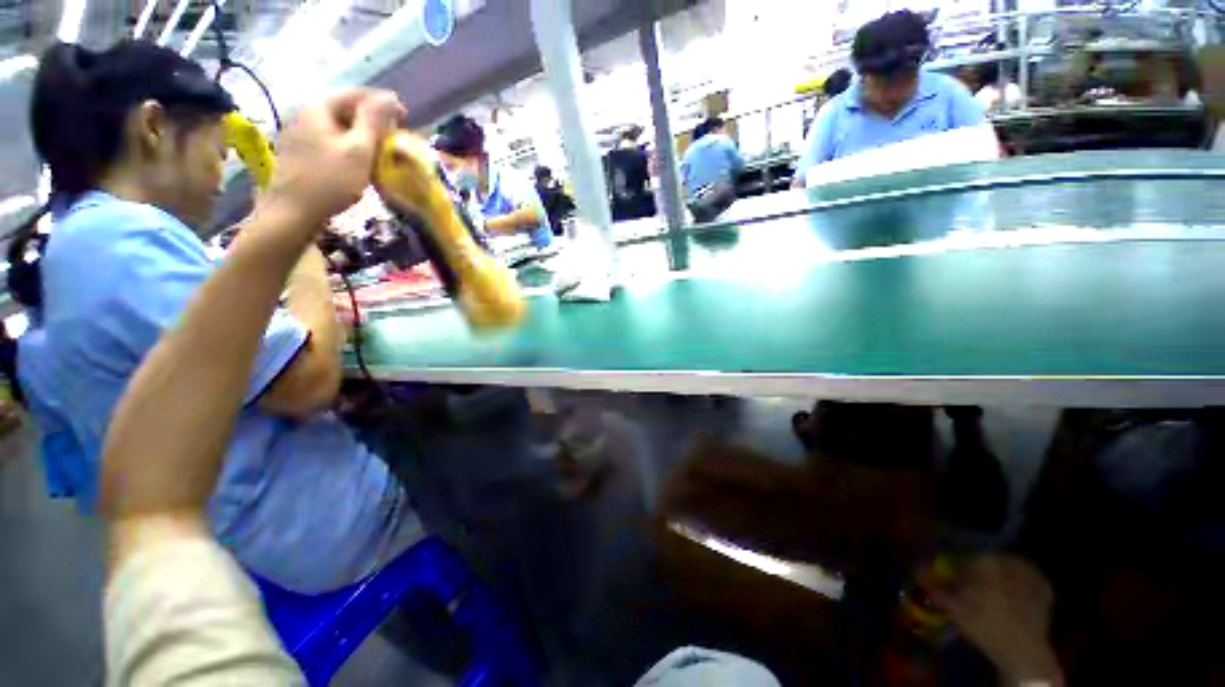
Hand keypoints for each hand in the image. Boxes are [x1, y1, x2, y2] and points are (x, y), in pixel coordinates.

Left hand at [264, 88, 404, 229]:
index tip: (406, 121)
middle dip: (375, 123)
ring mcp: (303, 131)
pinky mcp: (303, 150)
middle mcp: (308, 112)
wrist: (293, 212)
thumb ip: (374, 121)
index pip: (358, 94)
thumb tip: (389, 96)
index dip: (385, 104)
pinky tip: (362, 165)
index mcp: (320, 105)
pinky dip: (352, 148)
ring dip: (365, 137)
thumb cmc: (330, 180)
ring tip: (382, 155)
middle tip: (395, 142)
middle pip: (348, 109)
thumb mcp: (359, 150)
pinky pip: (334, 140)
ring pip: (342, 126)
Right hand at [919, 553, 1062, 685]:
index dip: (954, 557)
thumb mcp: (953, 608)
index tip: (949, 567)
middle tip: (970, 580)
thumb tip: (917, 569)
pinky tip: (1011, 595)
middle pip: (987, 556)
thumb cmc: (984, 626)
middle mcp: (1008, 558)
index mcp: (985, 559)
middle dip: (977, 566)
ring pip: (1007, 565)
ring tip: (990, 589)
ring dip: (997, 573)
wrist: (1023, 651)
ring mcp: (1031, 572)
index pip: (964, 549)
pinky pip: (1026, 578)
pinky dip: (1017, 582)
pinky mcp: (1045, 586)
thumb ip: (934, 586)